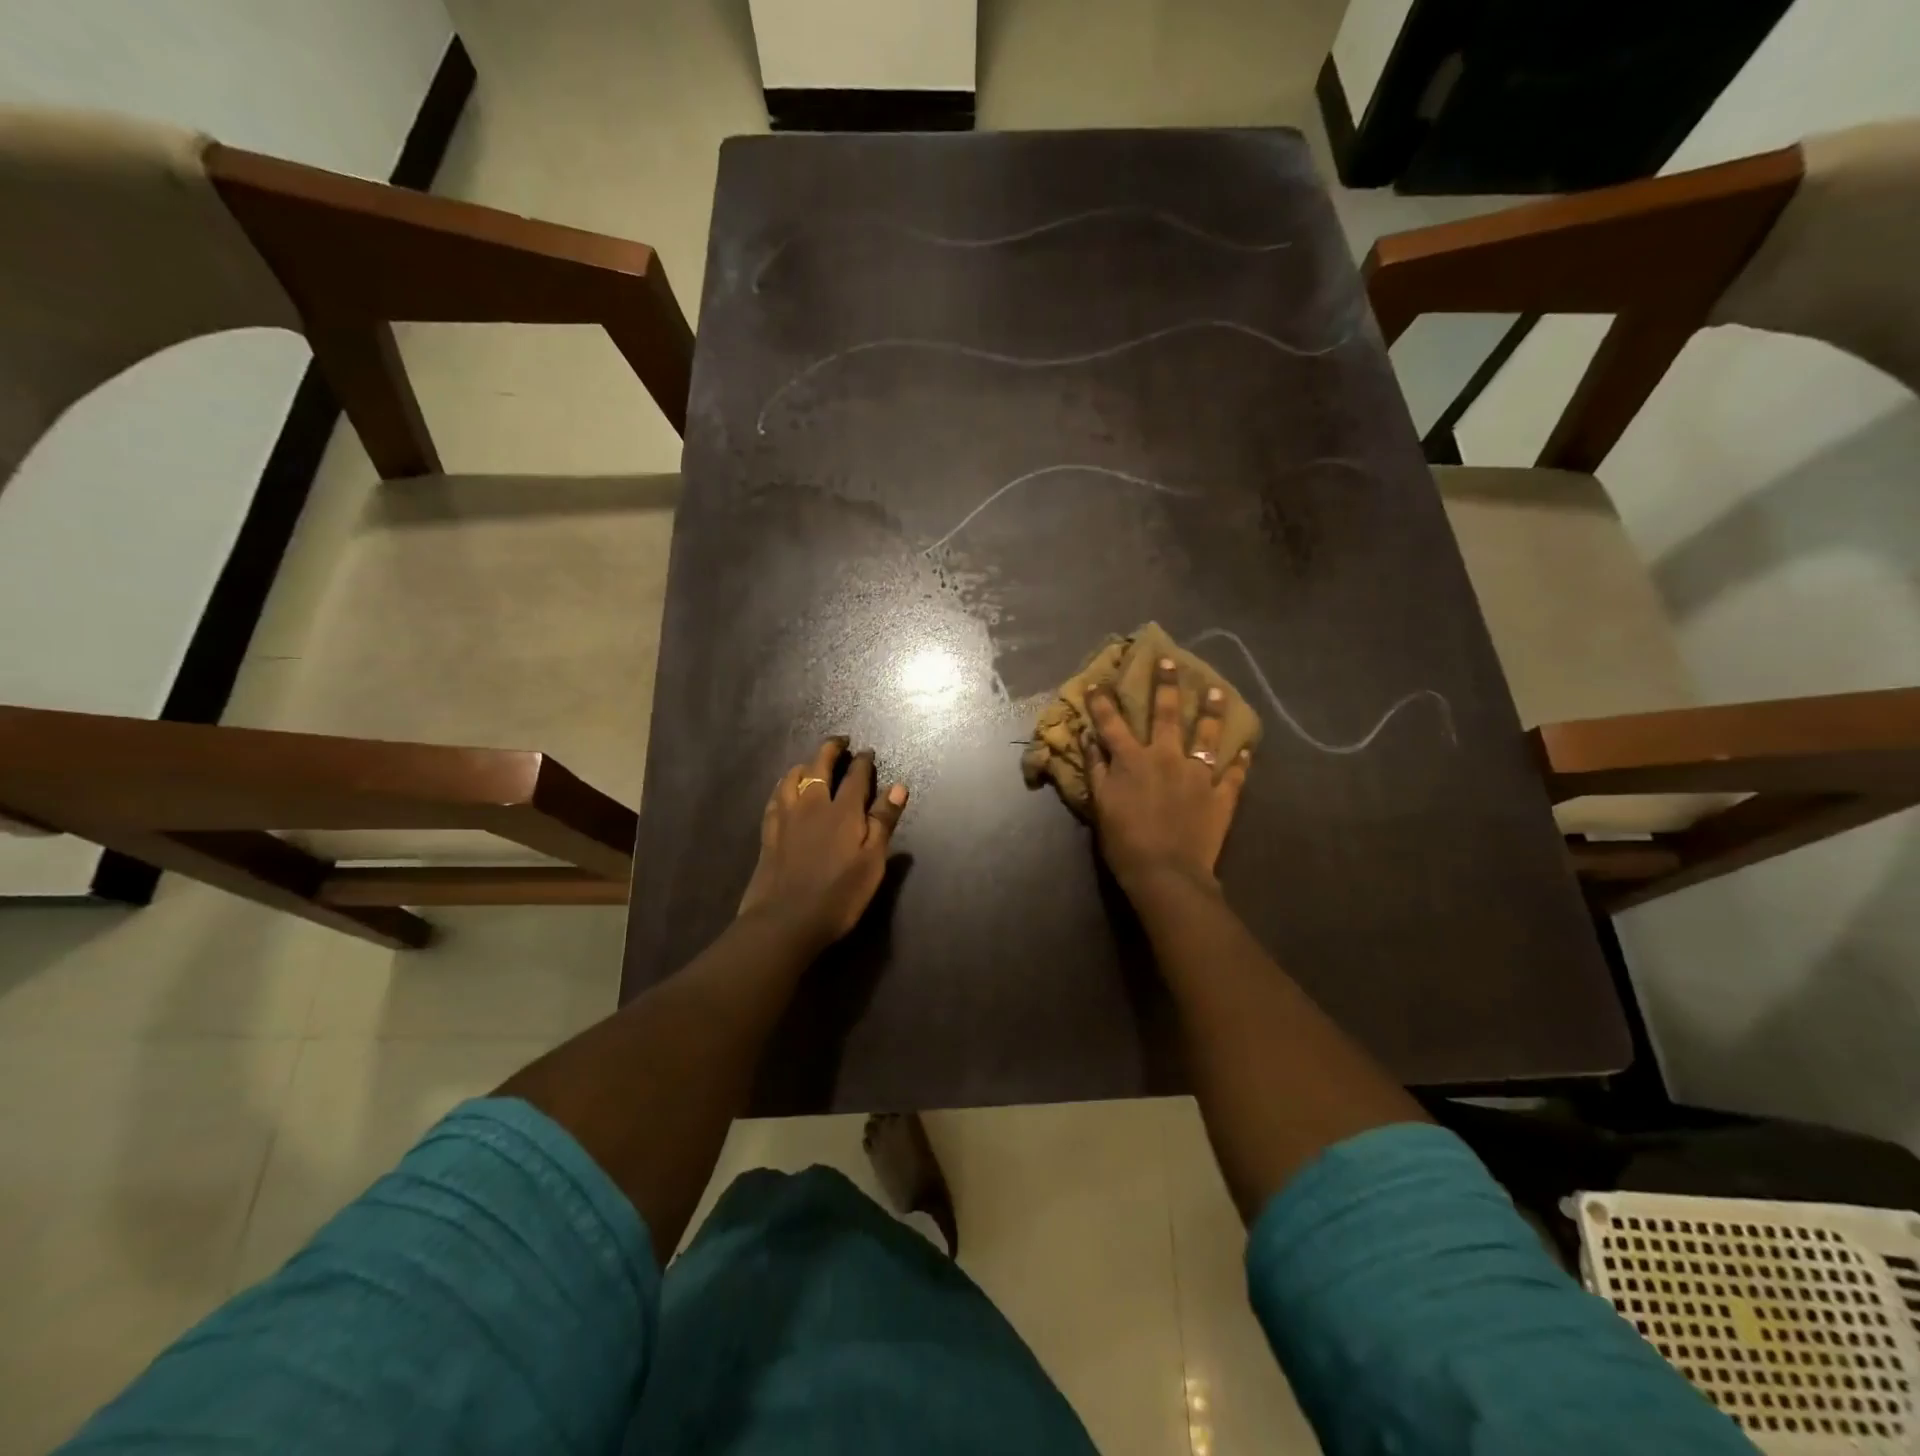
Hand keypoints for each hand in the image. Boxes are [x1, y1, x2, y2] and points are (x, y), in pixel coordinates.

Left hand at [737, 736, 908, 954]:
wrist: (784, 921)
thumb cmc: (838, 895)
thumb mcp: (871, 862)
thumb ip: (883, 822)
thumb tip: (897, 787)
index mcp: (843, 811)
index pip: (856, 776)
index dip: (863, 761)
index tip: (868, 752)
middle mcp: (812, 805)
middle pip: (819, 766)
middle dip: (831, 749)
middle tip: (840, 742)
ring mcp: (786, 817)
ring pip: (792, 778)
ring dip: (804, 764)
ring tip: (811, 763)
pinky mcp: (768, 833)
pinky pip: (775, 798)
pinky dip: (783, 786)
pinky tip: (784, 791)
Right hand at [1085, 656, 1249, 897]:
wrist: (1166, 873)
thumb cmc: (1125, 841)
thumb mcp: (1100, 804)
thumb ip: (1096, 769)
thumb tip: (1089, 738)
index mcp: (1132, 760)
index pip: (1112, 723)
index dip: (1103, 702)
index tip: (1099, 682)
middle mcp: (1166, 757)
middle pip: (1166, 714)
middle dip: (1166, 685)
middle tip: (1169, 660)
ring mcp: (1197, 774)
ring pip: (1207, 735)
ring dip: (1211, 711)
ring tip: (1216, 691)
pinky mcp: (1221, 795)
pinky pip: (1233, 774)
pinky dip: (1240, 760)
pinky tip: (1245, 748)